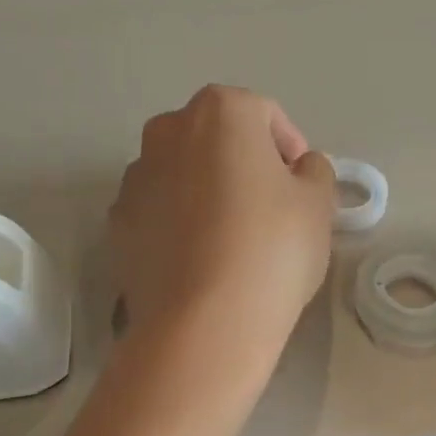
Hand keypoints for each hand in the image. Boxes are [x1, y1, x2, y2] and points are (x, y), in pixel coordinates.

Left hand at [109, 86, 335, 366]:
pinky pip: (158, 211)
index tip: (302, 186)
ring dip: (206, 191)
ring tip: (230, 240)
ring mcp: (135, 178)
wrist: (204, 323)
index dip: (289, 148)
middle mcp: (168, 131)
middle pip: (216, 137)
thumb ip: (314, 171)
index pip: (264, 114)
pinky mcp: (117, 224)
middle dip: (243, 163)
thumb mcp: (318, 204)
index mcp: (221, 112)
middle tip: (268, 208)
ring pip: (182, 173)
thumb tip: (298, 170)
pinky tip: (199, 261)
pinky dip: (178, 224)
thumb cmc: (272, 249)